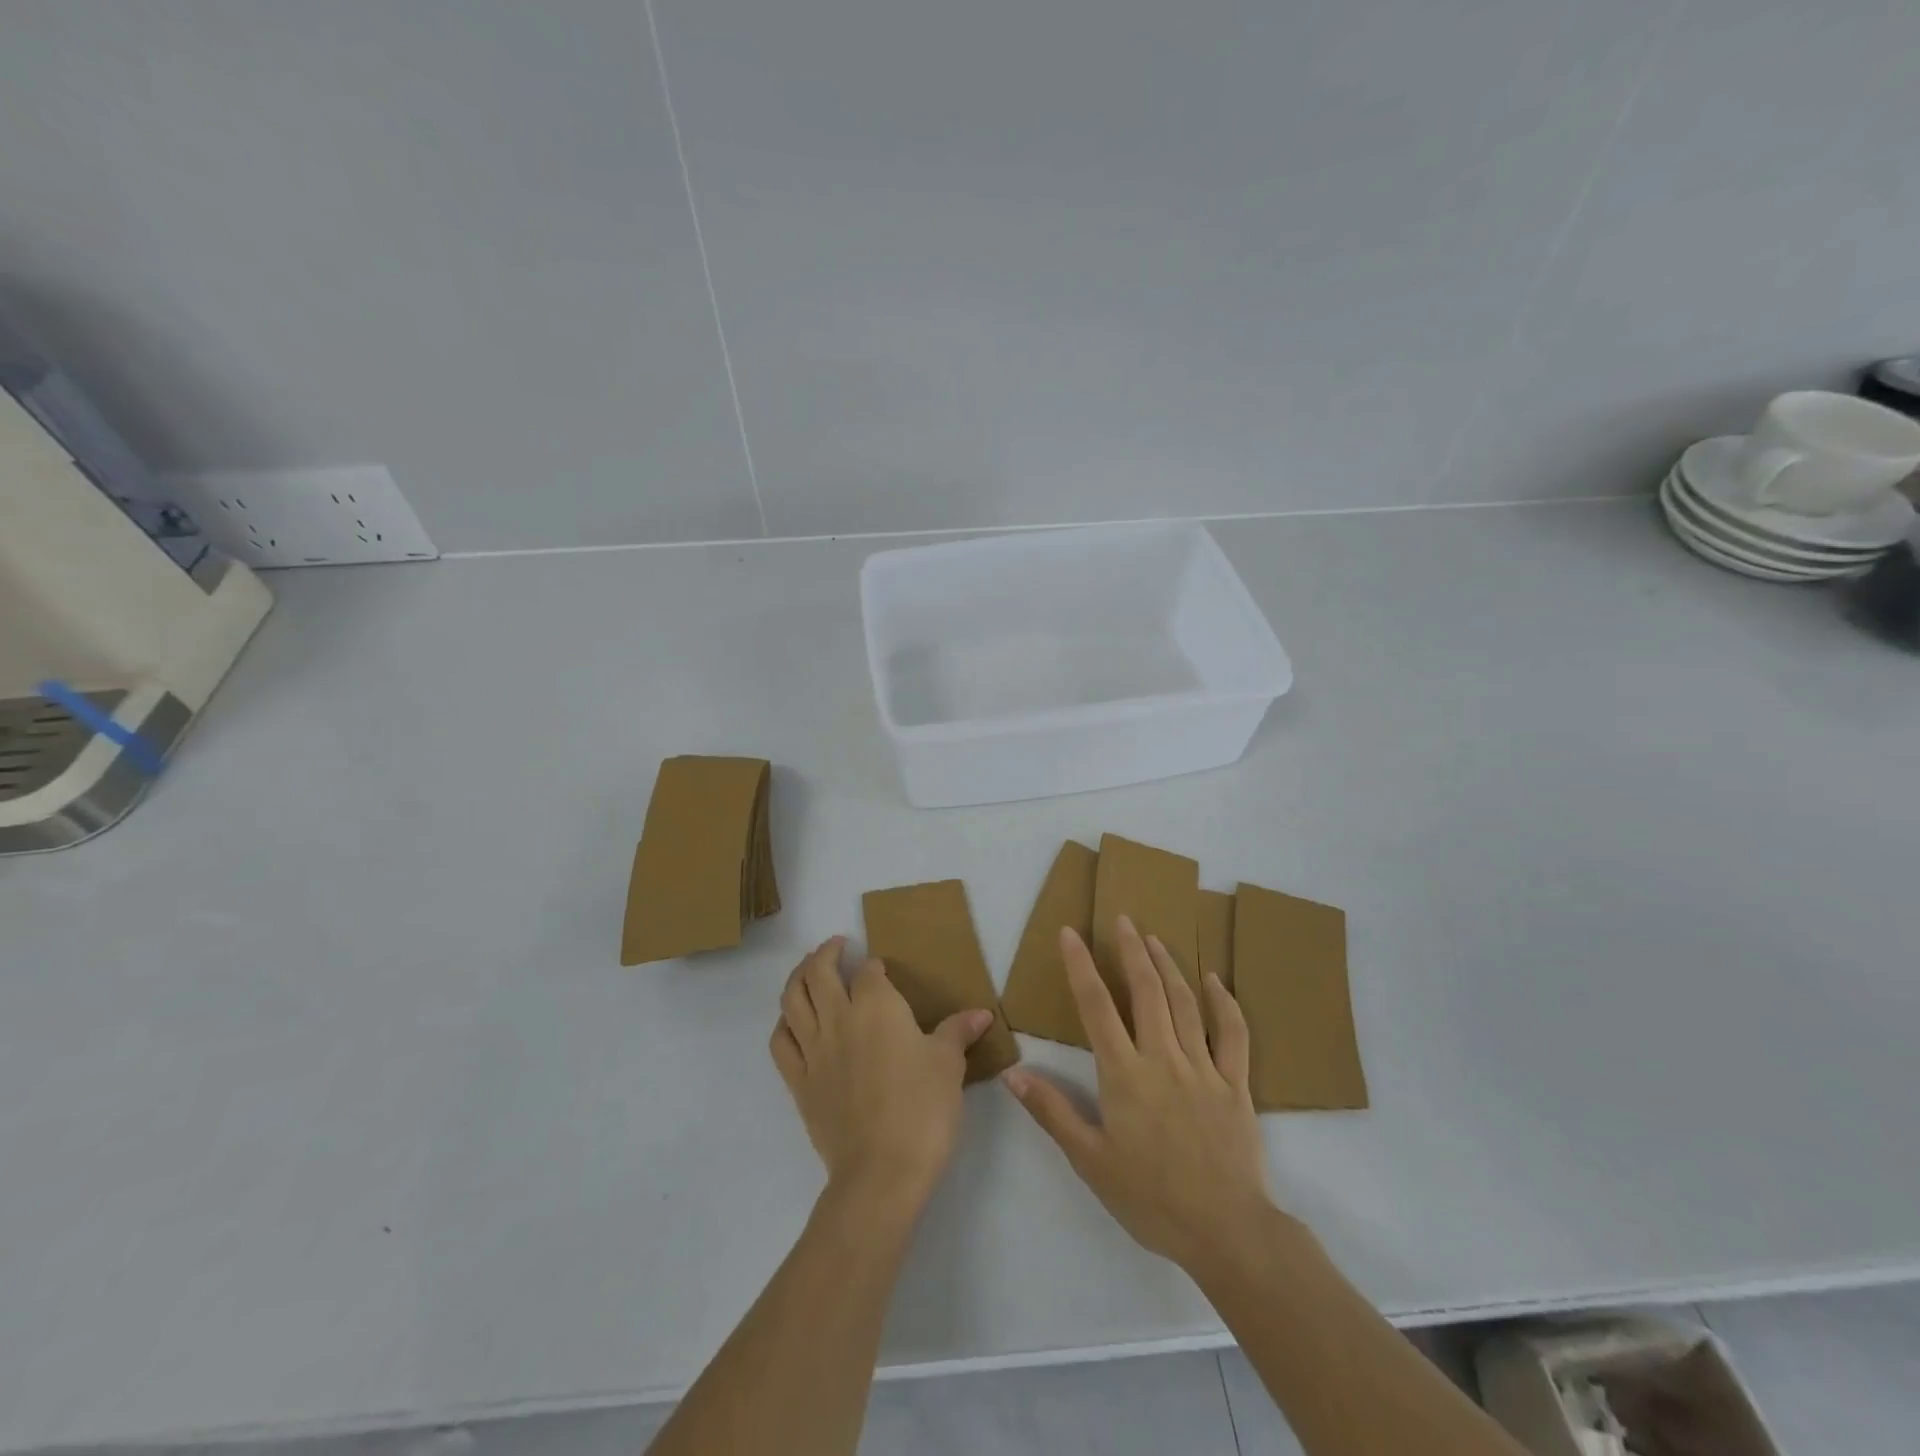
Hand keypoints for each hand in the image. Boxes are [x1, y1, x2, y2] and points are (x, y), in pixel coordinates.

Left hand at [770, 937, 992, 1211]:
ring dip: (797, 976)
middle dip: (826, 953)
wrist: (882, 1171)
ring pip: (793, 999)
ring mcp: (813, 1050)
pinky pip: (780, 1042)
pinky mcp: (799, 1082)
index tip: (881, 969)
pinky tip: (791, 1021)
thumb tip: (982, 1013)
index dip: (875, 966)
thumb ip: (959, 1031)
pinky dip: (783, 1023)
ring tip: (807, 969)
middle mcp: (838, 1018)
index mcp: (876, 1006)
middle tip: (836, 946)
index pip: (869, 971)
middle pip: (819, 972)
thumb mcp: (949, 1064)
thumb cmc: (922, 1109)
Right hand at [1002, 917, 1280, 1274]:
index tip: (1070, 933)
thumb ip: (1053, 1113)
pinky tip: (1213, 979)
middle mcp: (1162, 1058)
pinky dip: (1223, 1001)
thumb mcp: (1090, 1161)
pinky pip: (1232, 1033)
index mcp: (1124, 1074)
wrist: (1226, 1231)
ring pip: (1184, 1002)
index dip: (1080, 966)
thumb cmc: (1151, 1198)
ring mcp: (1203, 1067)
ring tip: (1154, 938)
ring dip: (1167, 965)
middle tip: (1122, 918)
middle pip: (1145, 991)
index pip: (1096, 1007)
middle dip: (1130, 950)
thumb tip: (1013, 1074)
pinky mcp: (1236, 1084)